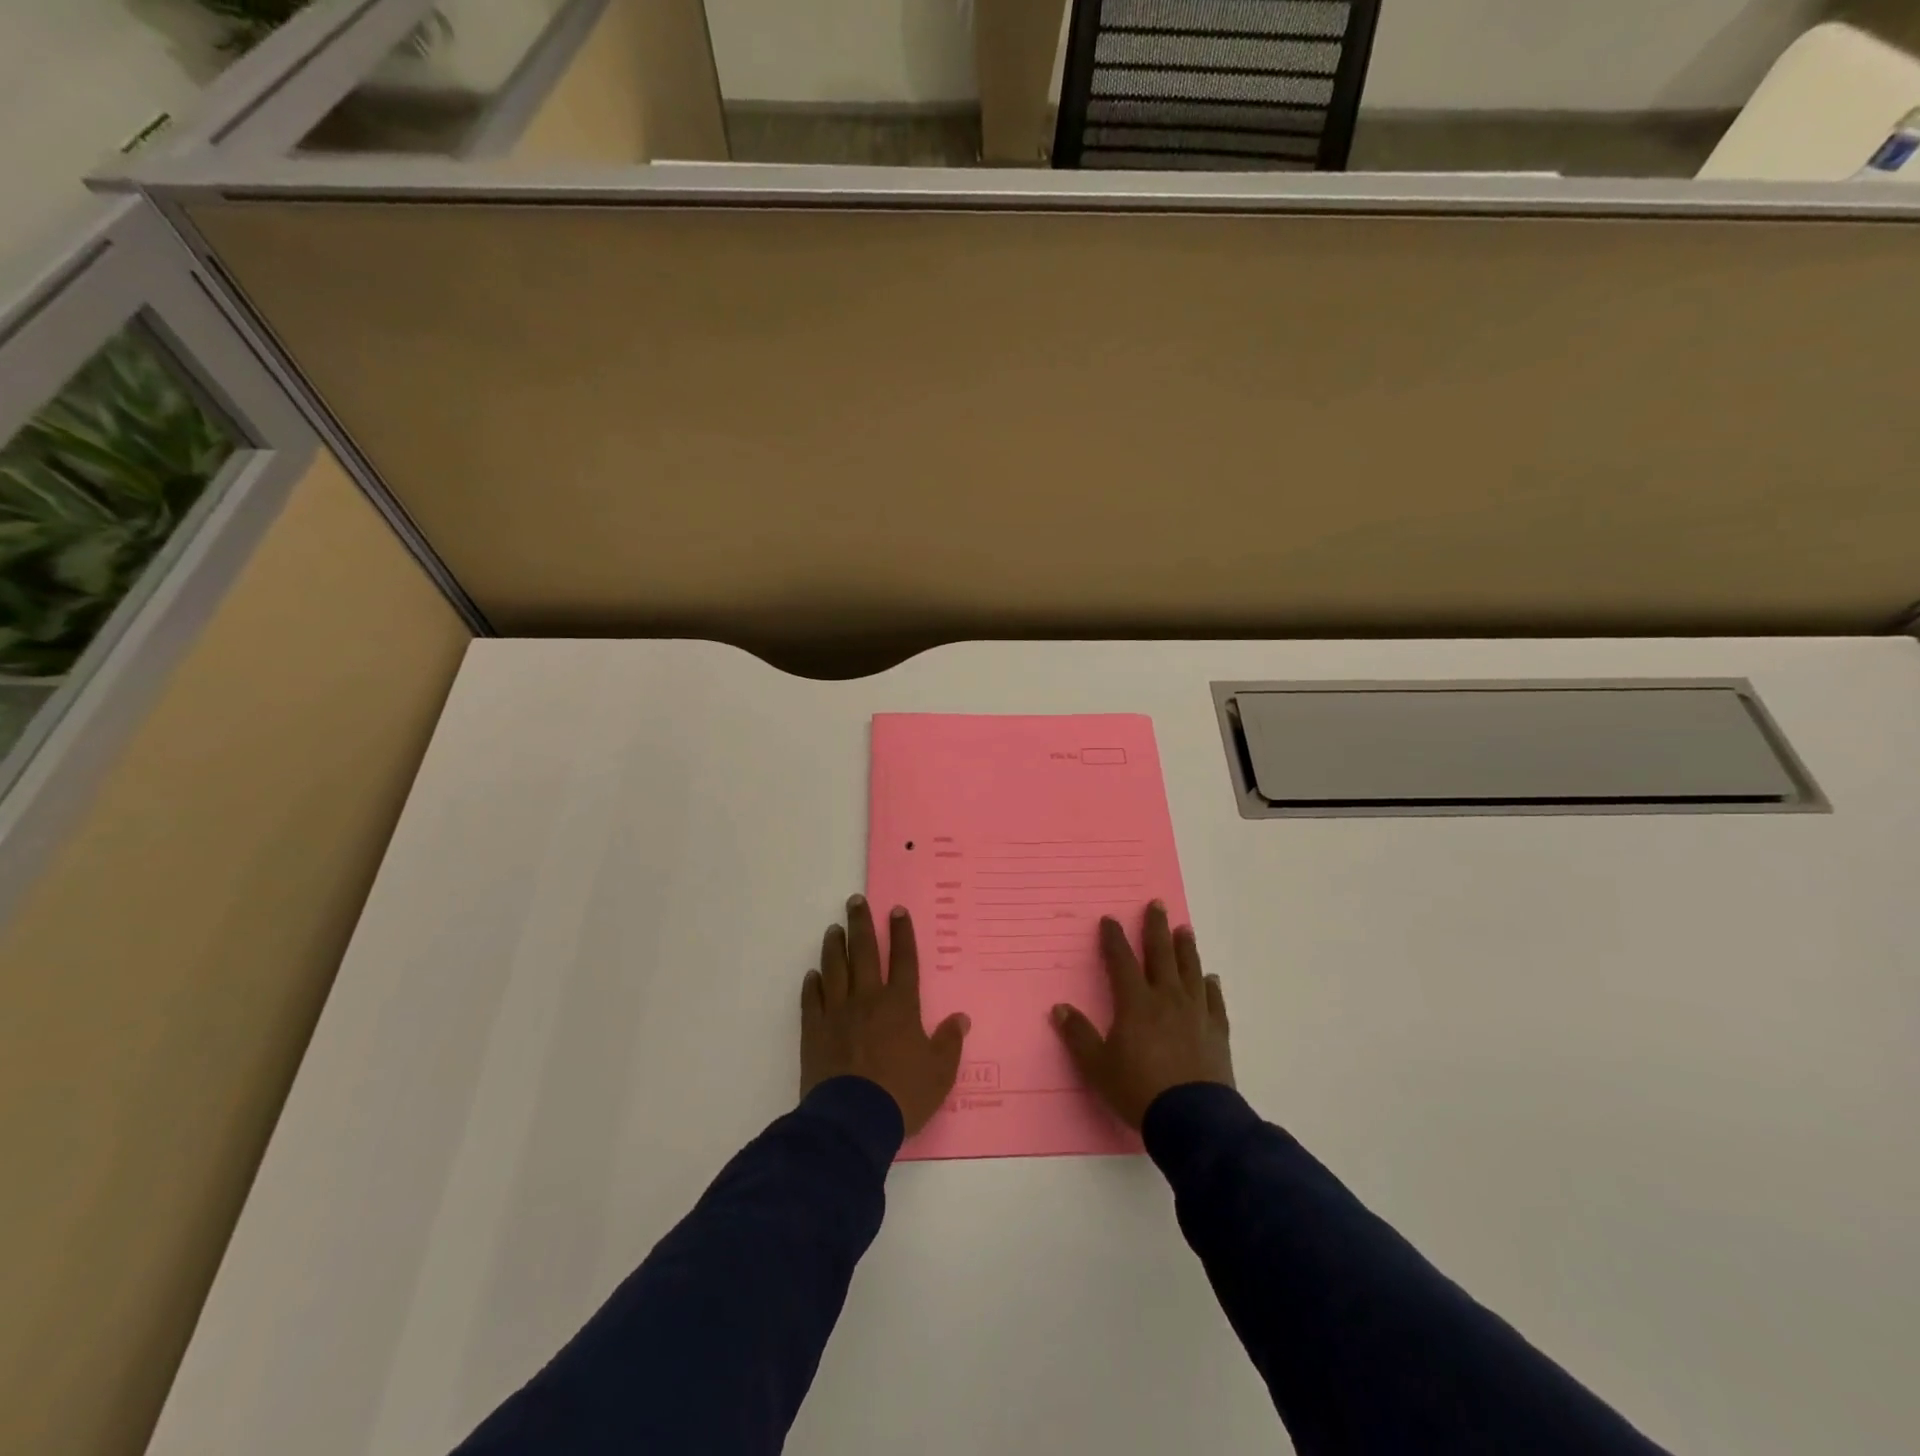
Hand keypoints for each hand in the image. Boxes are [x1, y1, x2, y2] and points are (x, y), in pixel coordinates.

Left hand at [801, 895, 970, 1135]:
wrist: (852, 1120)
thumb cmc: (902, 1095)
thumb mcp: (939, 1073)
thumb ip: (949, 1042)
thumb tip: (961, 1018)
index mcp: (900, 1005)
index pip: (904, 960)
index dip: (902, 934)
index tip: (896, 911)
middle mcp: (868, 1000)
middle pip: (864, 953)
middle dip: (861, 924)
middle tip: (855, 901)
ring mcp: (837, 1013)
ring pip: (835, 969)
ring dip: (834, 946)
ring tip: (834, 929)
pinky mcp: (814, 1031)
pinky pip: (811, 1000)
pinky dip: (812, 984)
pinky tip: (812, 974)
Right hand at [1050, 900, 1232, 1128]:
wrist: (1192, 1119)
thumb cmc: (1138, 1090)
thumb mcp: (1097, 1066)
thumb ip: (1079, 1036)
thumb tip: (1059, 1008)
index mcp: (1135, 1003)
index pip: (1122, 960)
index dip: (1114, 939)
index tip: (1110, 919)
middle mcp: (1166, 998)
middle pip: (1161, 954)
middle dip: (1156, 928)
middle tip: (1158, 904)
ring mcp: (1195, 1013)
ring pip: (1190, 970)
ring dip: (1186, 948)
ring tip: (1185, 929)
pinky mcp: (1216, 1031)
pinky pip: (1214, 1001)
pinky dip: (1211, 987)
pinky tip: (1210, 978)